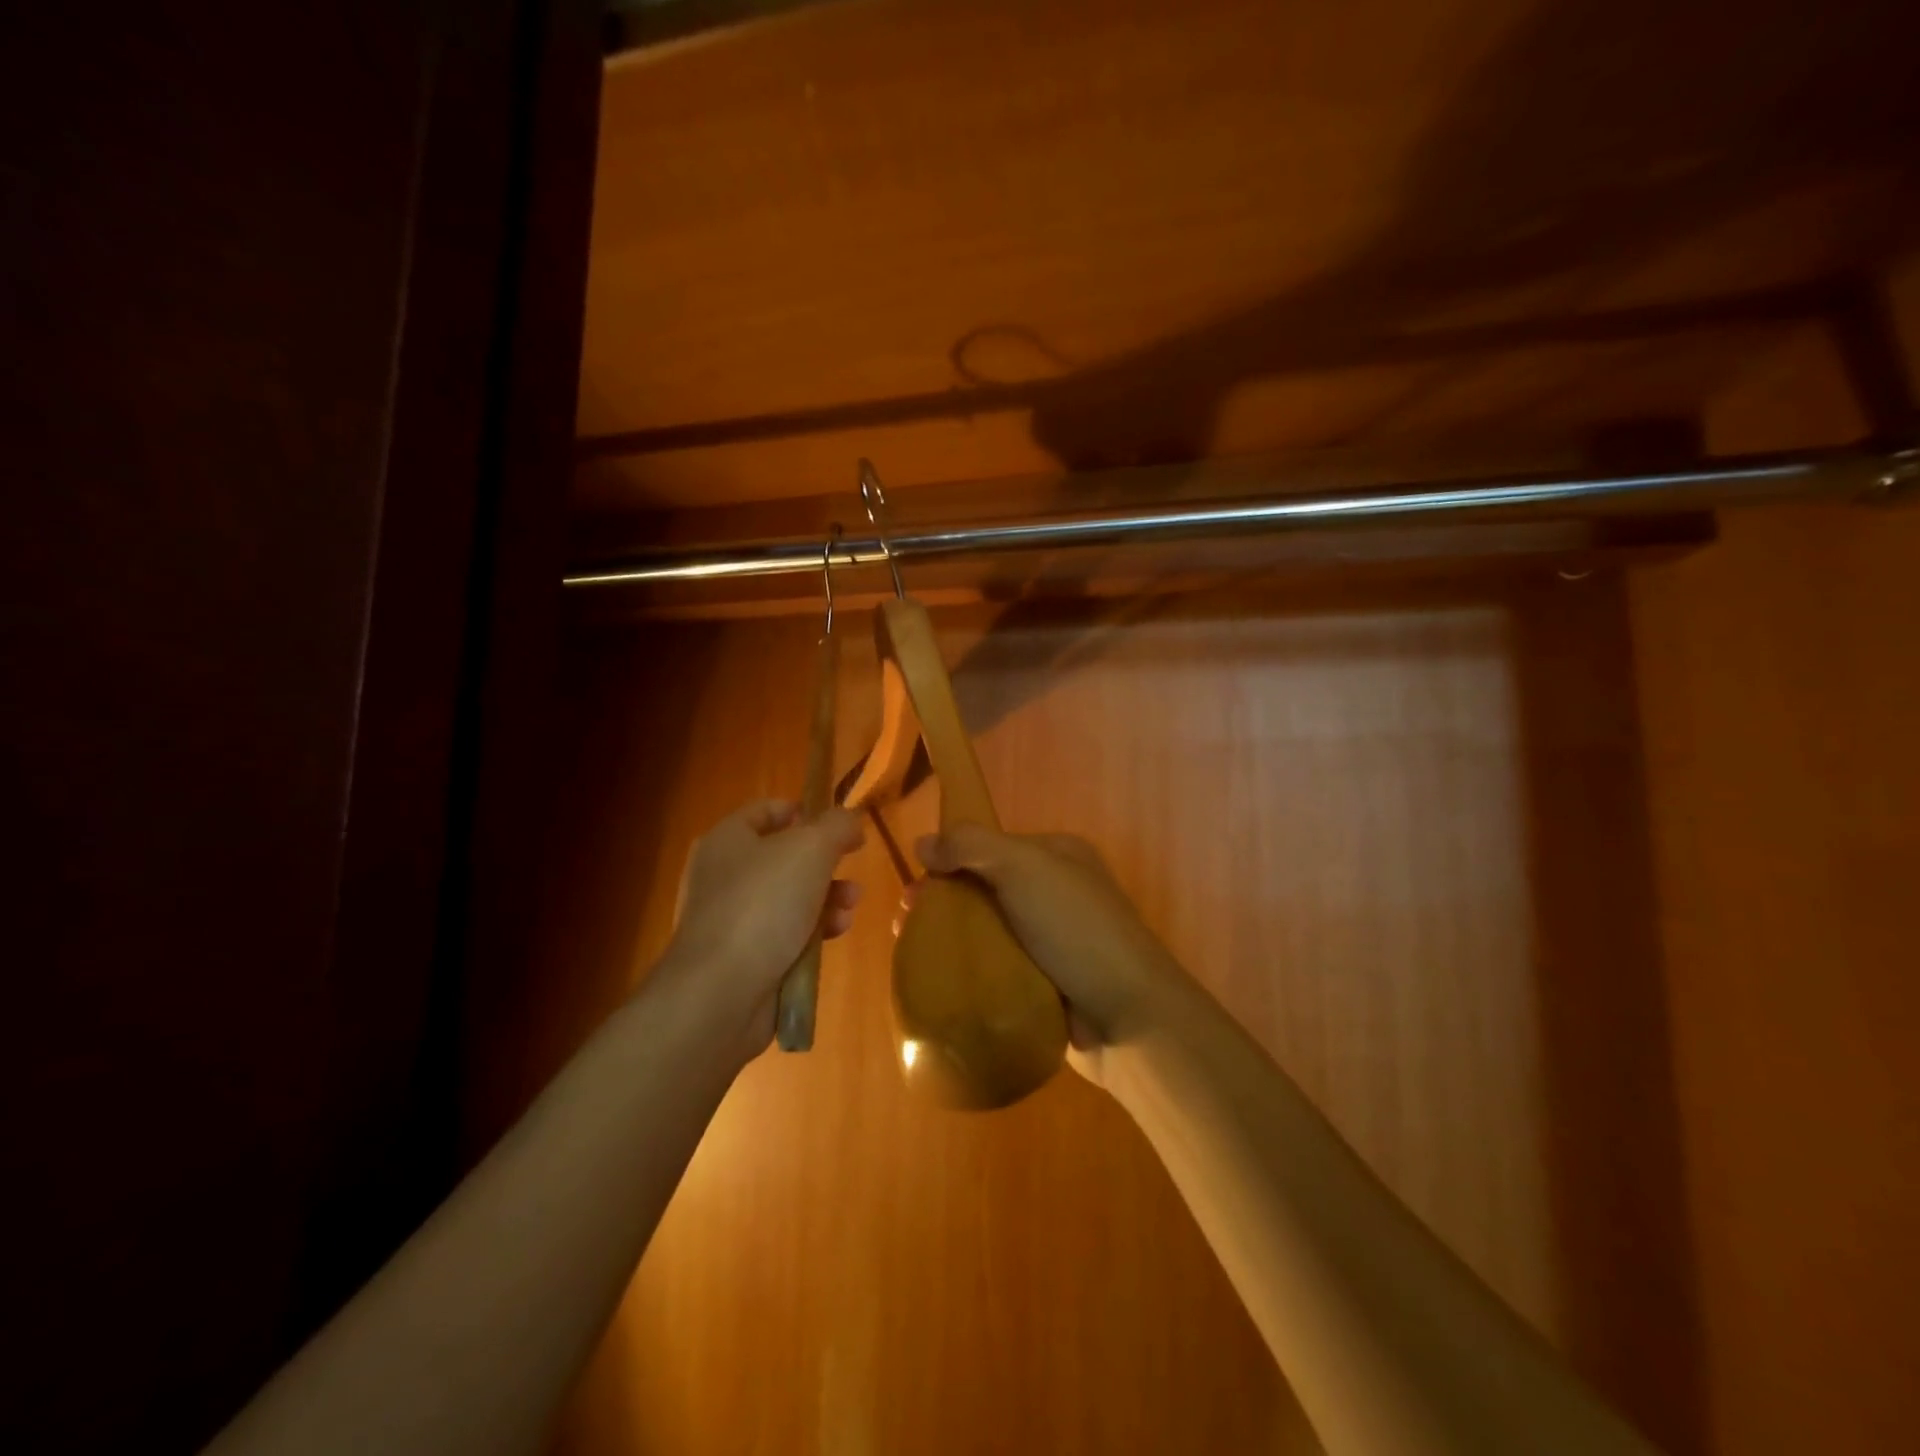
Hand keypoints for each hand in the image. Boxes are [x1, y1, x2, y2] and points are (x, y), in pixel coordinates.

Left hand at [662, 799, 864, 1054]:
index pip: (766, 811)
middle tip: (852, 866)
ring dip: (827, 899)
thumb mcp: (811, 848)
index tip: (838, 824)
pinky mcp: (744, 957)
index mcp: (728, 840)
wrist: (721, 992)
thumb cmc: (763, 904)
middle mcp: (724, 875)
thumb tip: (850, 820)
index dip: (803, 811)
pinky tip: (835, 935)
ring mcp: (732, 919)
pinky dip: (813, 932)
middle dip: (825, 863)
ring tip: (850, 906)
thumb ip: (837, 825)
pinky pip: (786, 934)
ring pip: (791, 898)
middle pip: (785, 857)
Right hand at [912, 826, 1184, 1084]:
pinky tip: (940, 982)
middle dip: (943, 901)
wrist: (1127, 1015)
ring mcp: (1051, 942)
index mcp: (1057, 857)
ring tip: (912, 955)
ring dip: (949, 939)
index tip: (916, 884)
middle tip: (905, 924)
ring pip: (987, 932)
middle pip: (984, 889)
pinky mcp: (1044, 984)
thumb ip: (972, 846)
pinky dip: (969, 973)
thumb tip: (923, 842)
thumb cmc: (1076, 929)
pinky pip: (996, 970)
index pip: (991, 847)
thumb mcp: (1025, 868)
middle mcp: (1055, 893)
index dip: (950, 860)